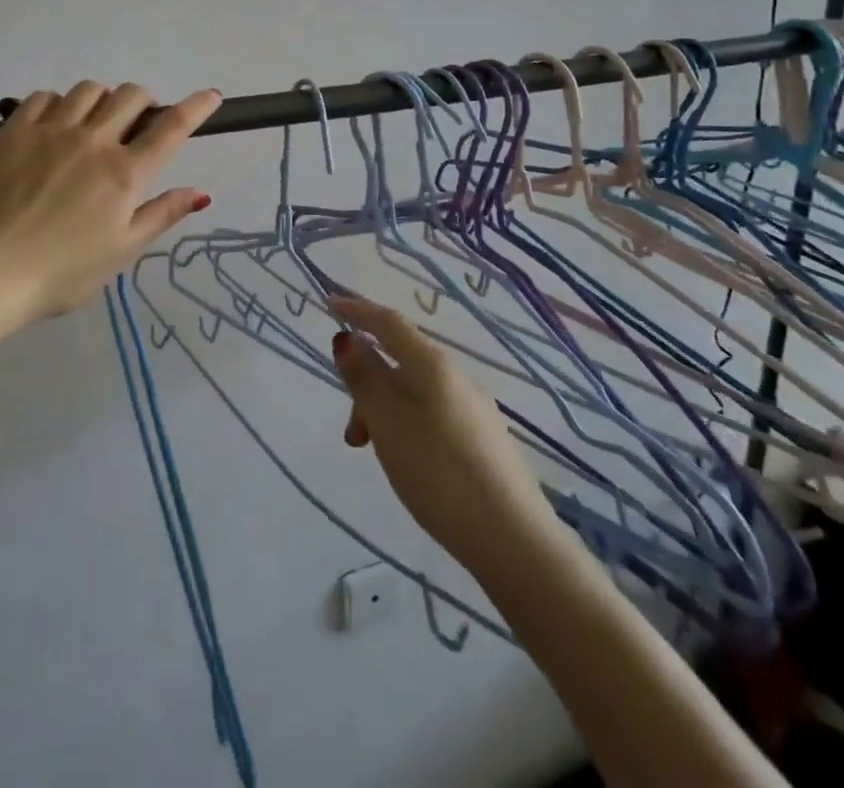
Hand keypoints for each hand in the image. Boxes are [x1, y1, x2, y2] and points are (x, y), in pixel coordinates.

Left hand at [0, 81, 222, 325]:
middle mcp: (93, 141)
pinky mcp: (14, 130)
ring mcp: (51, 130)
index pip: (172, 127)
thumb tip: (202, 192)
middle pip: (131, 95)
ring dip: (102, 101)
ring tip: (93, 124)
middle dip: (144, 103)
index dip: (197, 107)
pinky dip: (59, 103)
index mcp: (125, 173)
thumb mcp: (122, 251)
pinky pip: (45, 96)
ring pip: (90, 89)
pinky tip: (55, 125)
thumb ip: (162, 215)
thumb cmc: (62, 273)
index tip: (212, 96)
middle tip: (136, 125)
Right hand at [330, 295, 562, 572]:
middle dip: (366, 383)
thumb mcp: (388, 422)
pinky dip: (406, 427)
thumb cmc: (439, 473)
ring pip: (414, 393)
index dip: (357, 310)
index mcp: (432, 364)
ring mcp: (474, 410)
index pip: (389, 322)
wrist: (515, 541)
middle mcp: (456, 377)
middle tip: (352, 432)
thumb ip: (365, 378)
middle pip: (400, 361)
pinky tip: (409, 464)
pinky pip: (432, 416)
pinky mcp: (483, 442)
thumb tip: (349, 338)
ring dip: (384, 412)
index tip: (328, 301)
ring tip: (376, 456)